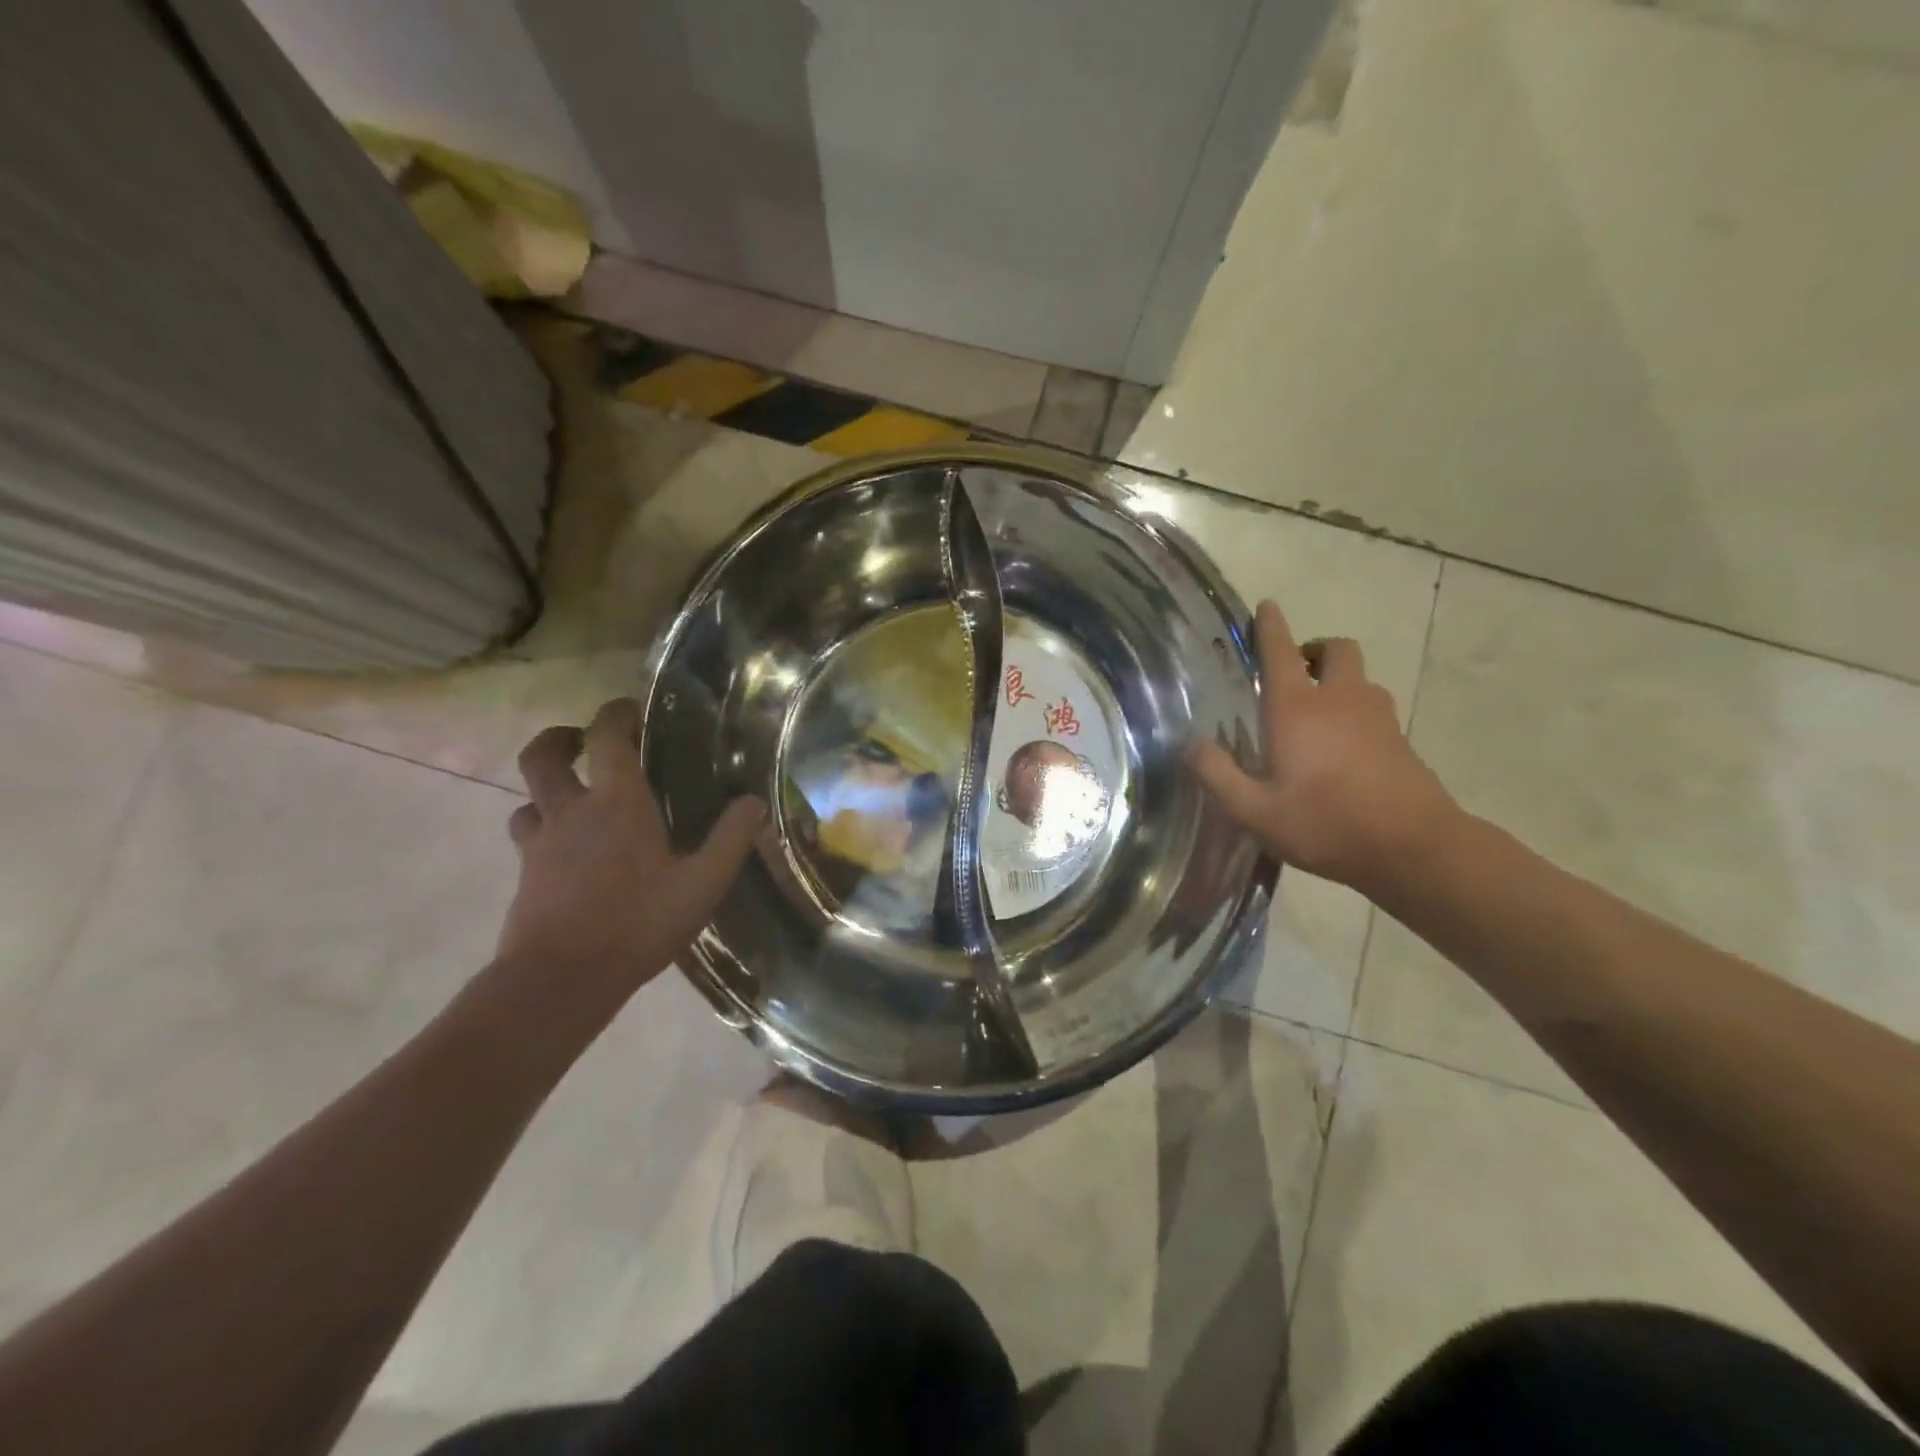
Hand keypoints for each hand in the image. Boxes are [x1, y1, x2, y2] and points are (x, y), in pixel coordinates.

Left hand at [496, 699, 765, 988]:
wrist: (560, 979)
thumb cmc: (637, 922)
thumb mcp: (703, 883)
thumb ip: (732, 839)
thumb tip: (755, 801)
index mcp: (616, 803)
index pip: (607, 737)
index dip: (616, 713)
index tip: (630, 709)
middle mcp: (571, 812)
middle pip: (542, 757)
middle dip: (559, 739)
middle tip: (582, 740)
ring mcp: (541, 844)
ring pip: (528, 799)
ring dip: (547, 789)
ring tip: (574, 798)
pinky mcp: (525, 876)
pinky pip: (527, 837)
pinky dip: (542, 830)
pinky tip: (566, 851)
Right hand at [1191, 600, 1460, 896]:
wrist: (1414, 848)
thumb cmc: (1325, 824)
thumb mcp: (1254, 811)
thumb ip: (1217, 774)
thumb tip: (1190, 743)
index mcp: (1297, 709)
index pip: (1281, 651)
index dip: (1271, 626)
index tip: (1267, 606)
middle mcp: (1340, 700)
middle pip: (1336, 650)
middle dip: (1315, 650)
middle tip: (1295, 672)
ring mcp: (1377, 717)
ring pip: (1359, 678)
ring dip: (1338, 680)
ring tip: (1316, 714)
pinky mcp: (1400, 739)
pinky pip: (1374, 708)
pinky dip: (1355, 711)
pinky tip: (1342, 749)